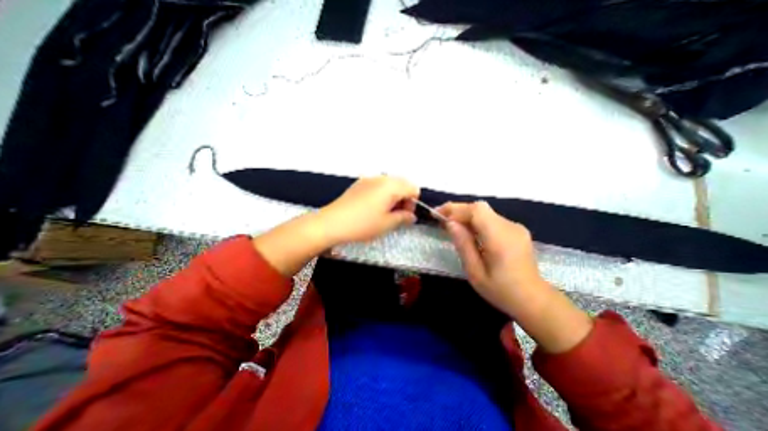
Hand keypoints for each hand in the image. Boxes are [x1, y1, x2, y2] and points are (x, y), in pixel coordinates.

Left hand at [315, 177, 418, 246]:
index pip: (413, 188)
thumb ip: (403, 218)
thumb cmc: (361, 224)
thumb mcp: (387, 224)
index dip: (413, 202)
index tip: (406, 214)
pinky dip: (382, 194)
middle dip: (404, 198)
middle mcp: (381, 178)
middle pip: (402, 184)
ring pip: (389, 184)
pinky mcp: (359, 184)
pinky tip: (373, 208)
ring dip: (393, 196)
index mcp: (391, 186)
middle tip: (397, 215)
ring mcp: (368, 179)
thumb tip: (411, 216)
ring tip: (385, 213)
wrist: (332, 223)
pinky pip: (377, 185)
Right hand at [439, 200, 544, 315]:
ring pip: (485, 212)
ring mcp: (515, 227)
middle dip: (458, 211)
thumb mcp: (475, 272)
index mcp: (500, 238)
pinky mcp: (516, 230)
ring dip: (466, 216)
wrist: (534, 300)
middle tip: (441, 220)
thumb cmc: (501, 291)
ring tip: (452, 227)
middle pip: (480, 208)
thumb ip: (463, 245)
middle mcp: (510, 227)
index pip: (476, 211)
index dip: (455, 208)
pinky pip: (491, 219)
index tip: (437, 214)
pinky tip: (469, 233)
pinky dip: (476, 222)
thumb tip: (450, 223)